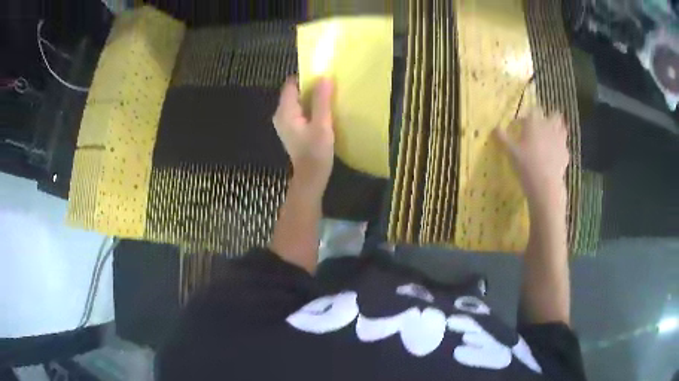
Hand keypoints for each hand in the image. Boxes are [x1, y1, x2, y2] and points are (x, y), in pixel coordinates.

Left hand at [273, 76, 334, 189]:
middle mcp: (281, 114)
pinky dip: (310, 107)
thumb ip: (322, 100)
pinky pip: (300, 111)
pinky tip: (323, 111)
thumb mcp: (322, 124)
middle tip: (330, 85)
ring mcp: (285, 122)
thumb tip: (324, 77)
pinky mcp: (292, 129)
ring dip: (312, 97)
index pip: (291, 84)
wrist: (311, 177)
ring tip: (329, 96)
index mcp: (285, 111)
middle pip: (294, 92)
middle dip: (310, 87)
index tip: (323, 75)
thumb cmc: (316, 152)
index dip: (306, 77)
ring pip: (298, 101)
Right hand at [495, 109, 569, 206]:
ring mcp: (560, 140)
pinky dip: (560, 149)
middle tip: (542, 127)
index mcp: (535, 122)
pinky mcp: (566, 154)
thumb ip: (503, 138)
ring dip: (558, 131)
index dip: (527, 117)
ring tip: (551, 139)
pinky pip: (564, 147)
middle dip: (550, 118)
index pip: (533, 110)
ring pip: (563, 129)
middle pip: (554, 115)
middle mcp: (550, 127)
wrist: (545, 184)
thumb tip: (495, 128)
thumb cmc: (526, 164)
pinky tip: (554, 157)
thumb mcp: (510, 151)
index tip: (520, 125)